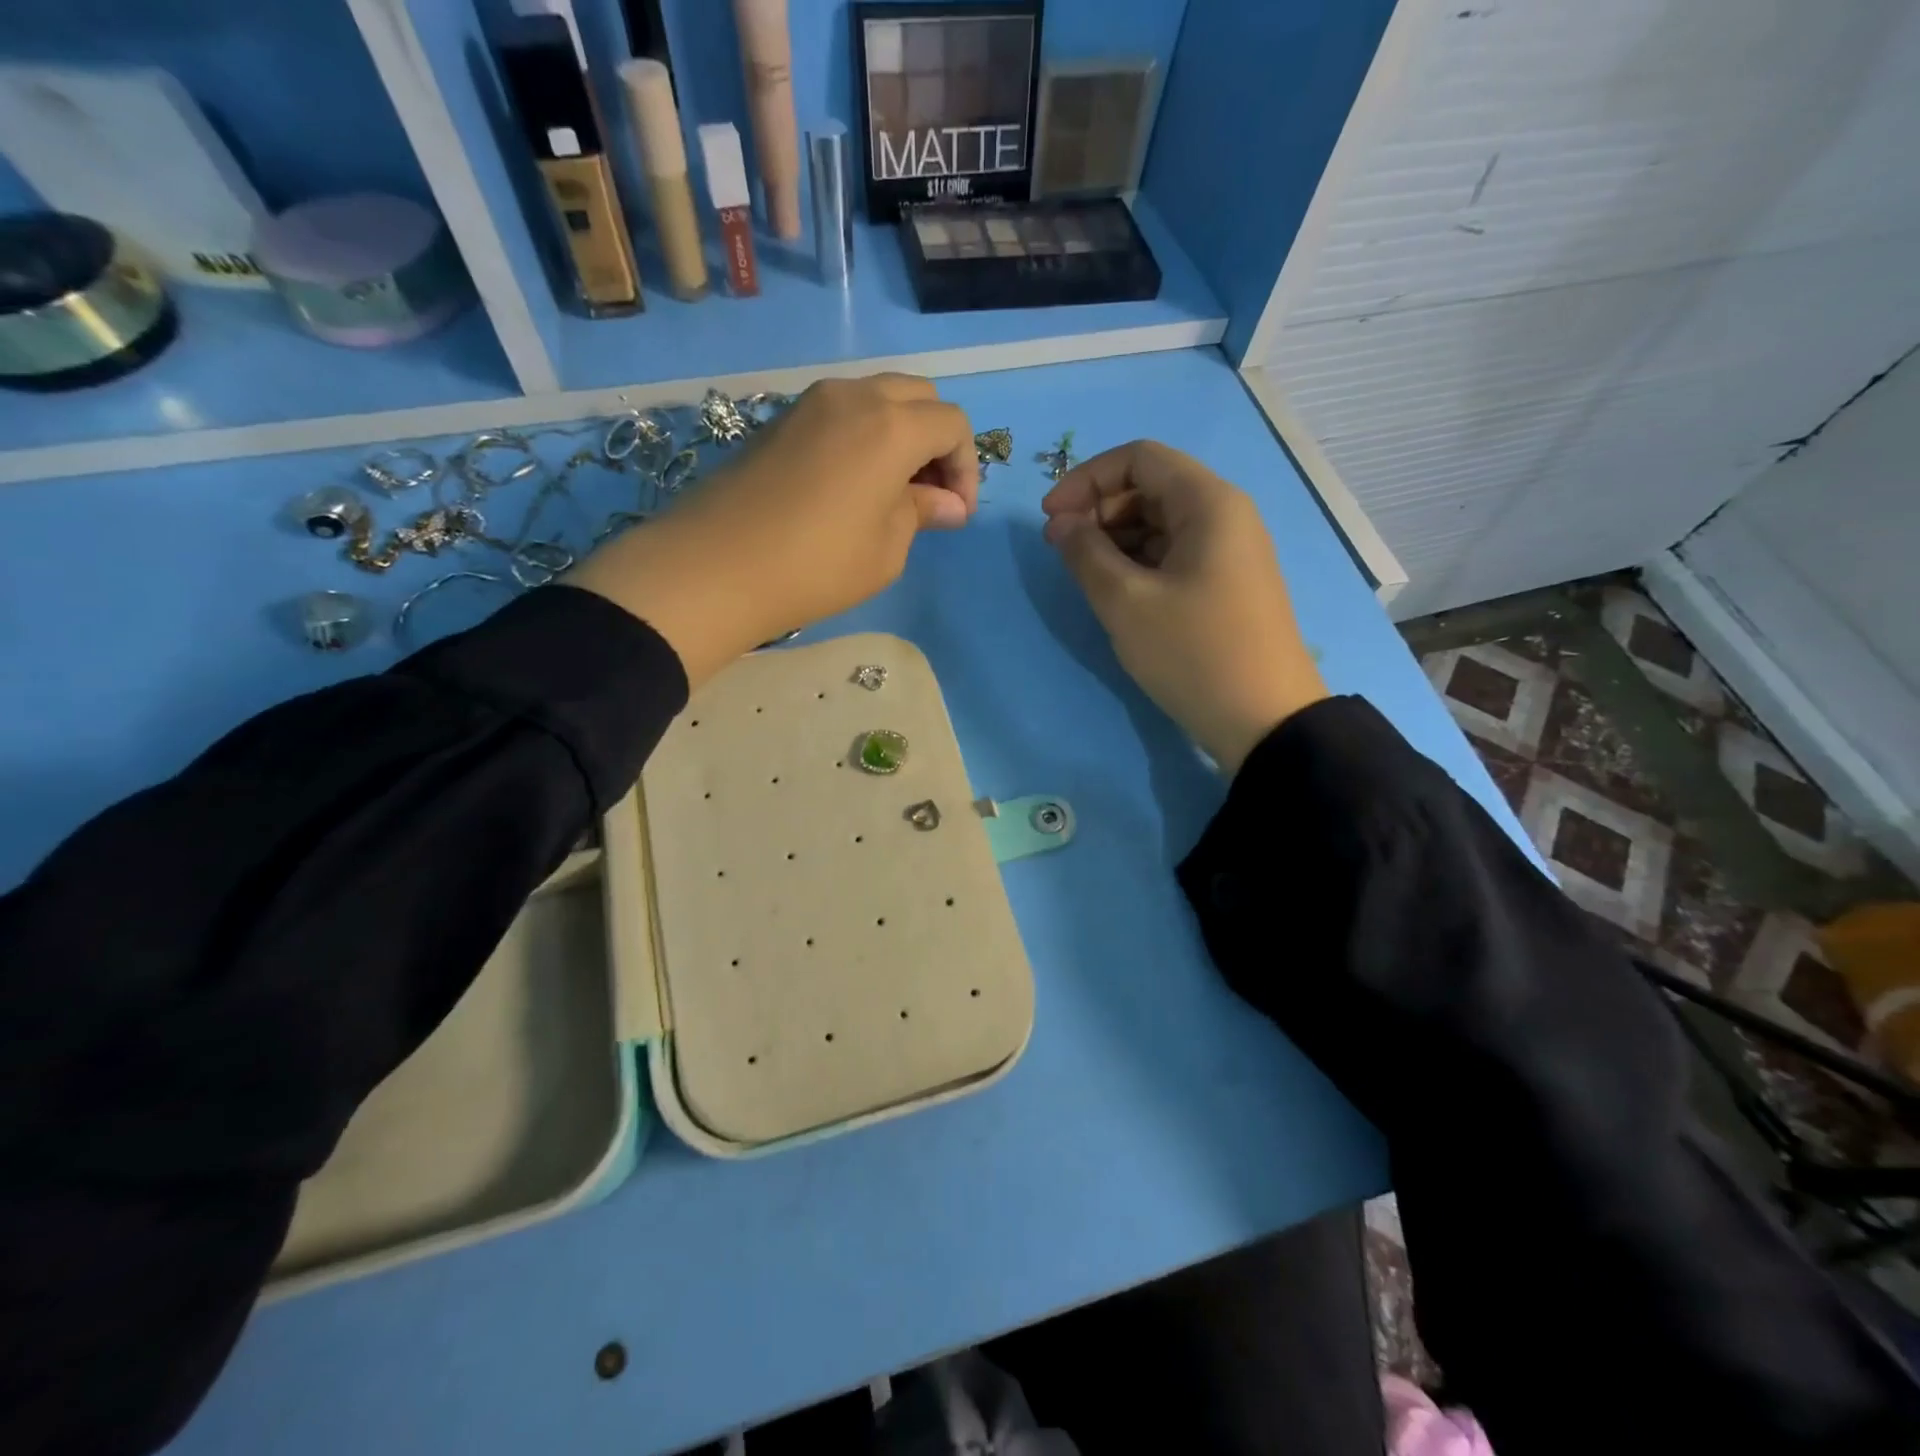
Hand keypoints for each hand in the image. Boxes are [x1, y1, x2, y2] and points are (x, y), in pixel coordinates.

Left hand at [569, 374, 976, 685]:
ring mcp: (812, 402)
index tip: (956, 514)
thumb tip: (946, 503)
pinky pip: (843, 412)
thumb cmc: (817, 566)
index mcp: (891, 425)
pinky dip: (865, 436)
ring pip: (878, 398)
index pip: (952, 424)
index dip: (966, 468)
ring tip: (894, 492)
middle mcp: (854, 396)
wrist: (715, 567)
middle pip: (919, 397)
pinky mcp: (782, 419)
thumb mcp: (886, 549)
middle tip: (931, 495)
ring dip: (901, 435)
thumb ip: (922, 513)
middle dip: (938, 441)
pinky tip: (854, 485)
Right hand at [1042, 440, 1327, 774]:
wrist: (1264, 720)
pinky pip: (1175, 553)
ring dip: (1116, 538)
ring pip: (1161, 522)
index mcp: (1208, 503)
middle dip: (1099, 509)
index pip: (1138, 458)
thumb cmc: (1193, 653)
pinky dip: (1139, 562)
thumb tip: (1061, 523)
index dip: (1086, 479)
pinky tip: (1117, 592)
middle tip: (1062, 551)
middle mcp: (1225, 514)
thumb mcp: (1126, 603)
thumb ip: (1085, 553)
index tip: (1051, 518)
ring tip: (1085, 575)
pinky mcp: (1227, 583)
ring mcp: (1230, 551)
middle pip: (1151, 487)